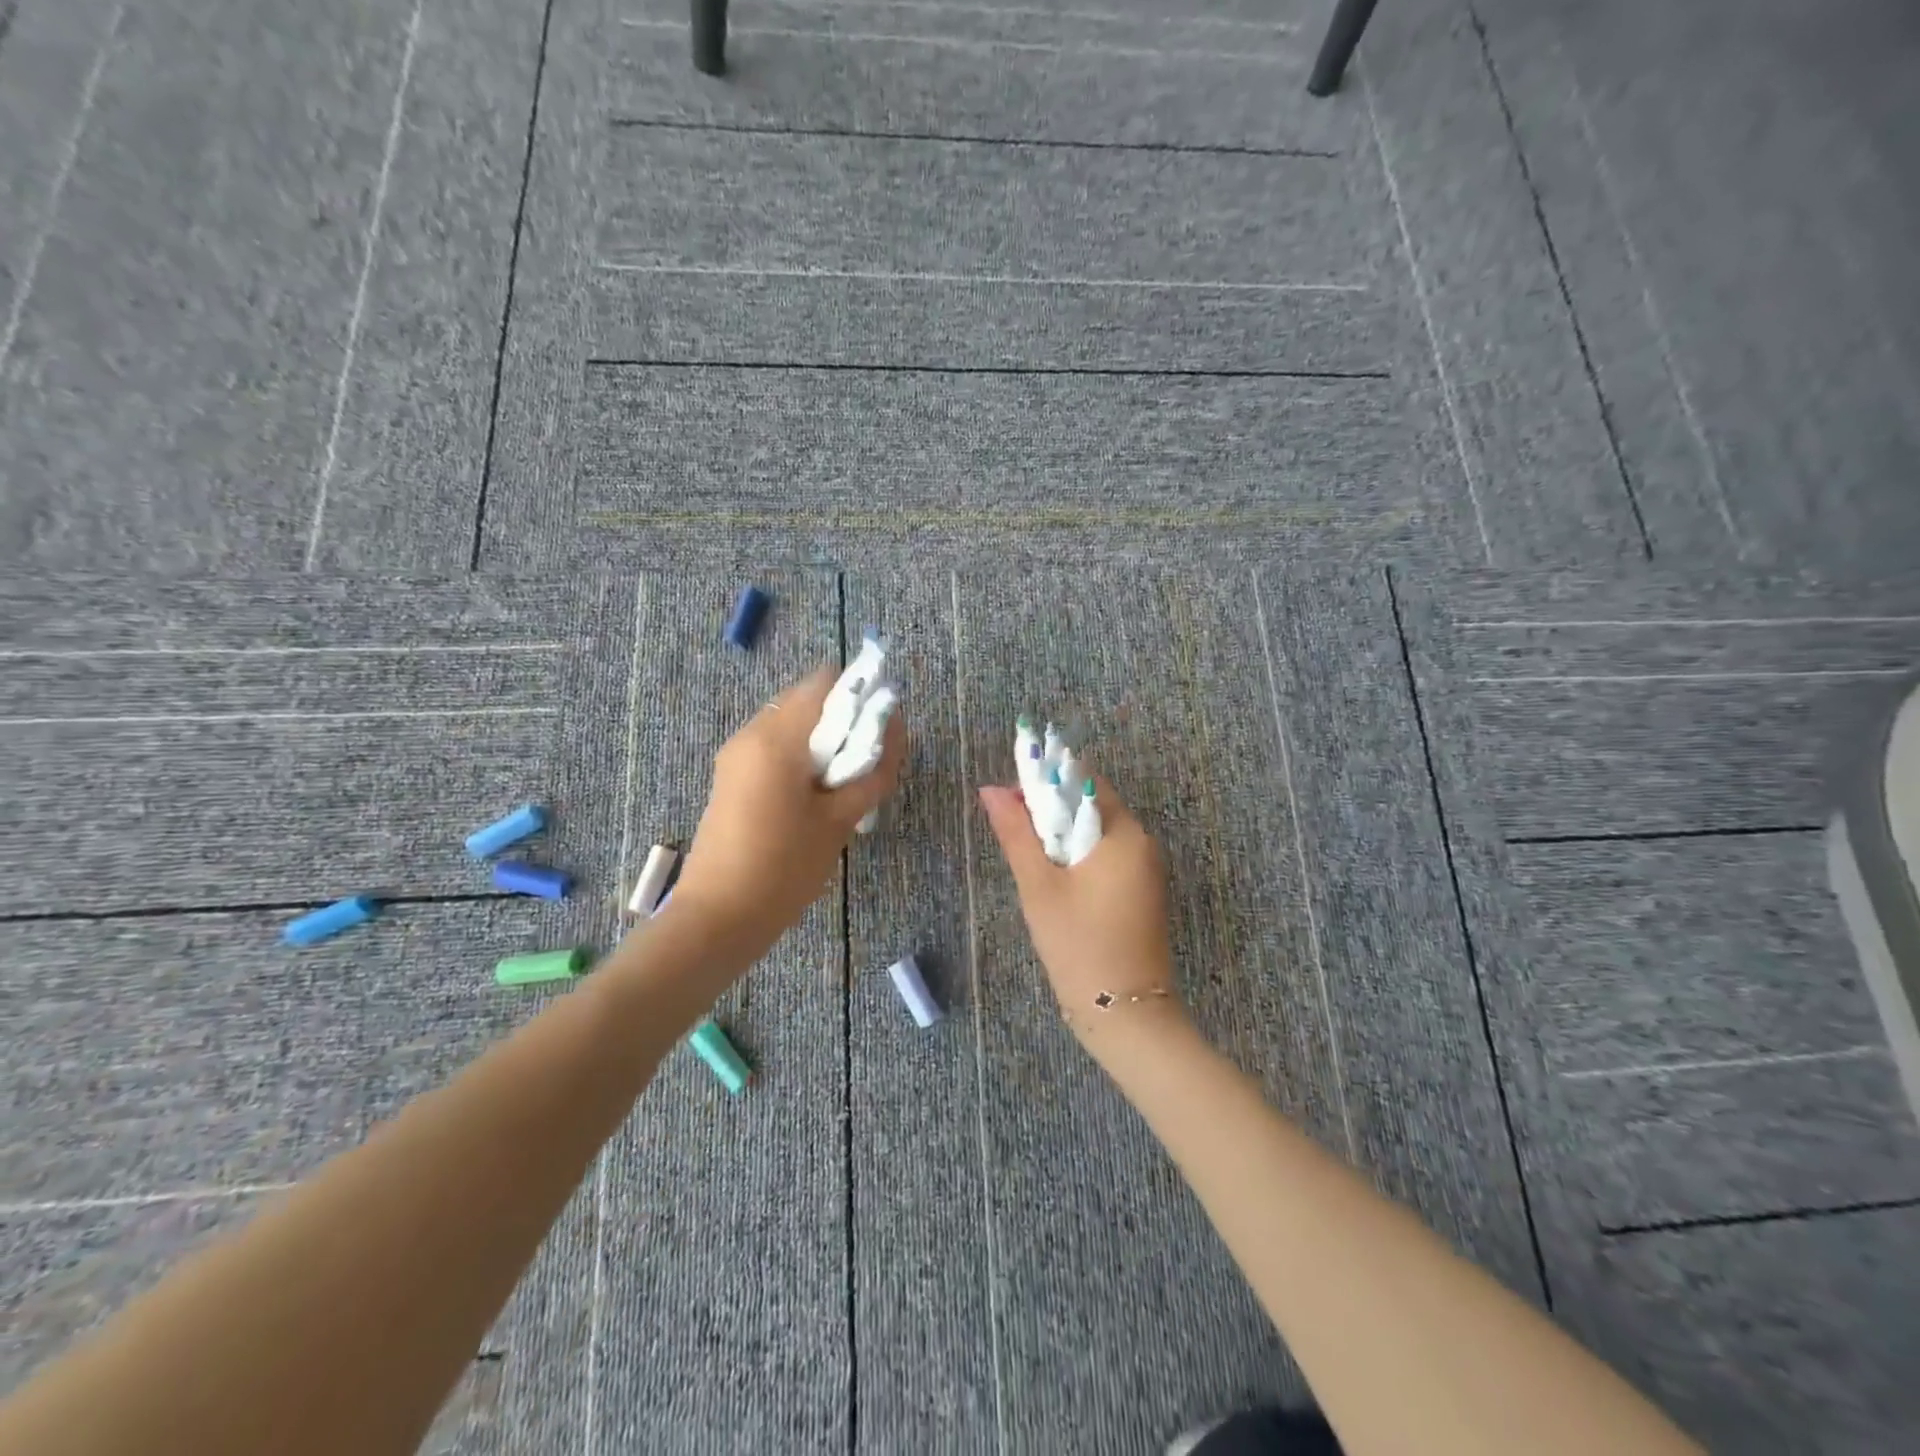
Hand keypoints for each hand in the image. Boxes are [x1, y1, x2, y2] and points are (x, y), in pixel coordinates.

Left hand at [671, 668, 905, 963]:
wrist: (718, 917)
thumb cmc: (784, 867)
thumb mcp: (840, 819)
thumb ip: (874, 769)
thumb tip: (896, 728)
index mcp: (776, 736)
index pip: (825, 681)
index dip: (860, 694)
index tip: (880, 730)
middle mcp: (751, 733)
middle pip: (808, 702)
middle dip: (844, 723)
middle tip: (865, 766)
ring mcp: (736, 756)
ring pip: (793, 727)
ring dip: (825, 744)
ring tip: (843, 788)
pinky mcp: (731, 778)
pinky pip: (775, 750)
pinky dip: (802, 760)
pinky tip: (816, 800)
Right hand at [978, 775, 1187, 1054]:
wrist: (1125, 1014)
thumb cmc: (1079, 944)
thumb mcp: (1039, 886)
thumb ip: (1016, 834)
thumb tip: (991, 790)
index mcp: (1123, 832)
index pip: (1083, 780)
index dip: (1044, 780)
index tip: (1009, 799)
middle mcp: (1143, 842)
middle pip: (1091, 804)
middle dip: (1050, 809)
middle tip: (1012, 830)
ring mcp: (1146, 868)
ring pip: (1097, 832)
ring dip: (1062, 834)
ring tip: (1027, 855)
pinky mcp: (1142, 891)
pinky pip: (1107, 856)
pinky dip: (1078, 856)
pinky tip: (1053, 877)